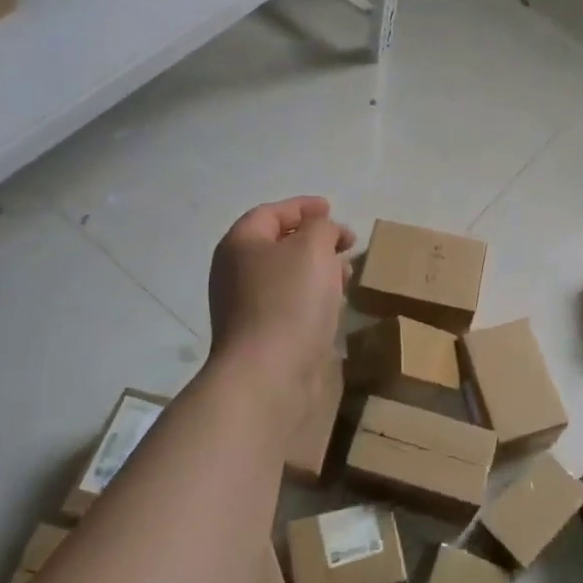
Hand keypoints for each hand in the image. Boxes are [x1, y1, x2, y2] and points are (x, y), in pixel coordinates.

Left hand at [207, 197, 352, 425]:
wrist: (268, 375)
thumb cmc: (289, 301)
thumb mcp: (313, 247)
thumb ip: (321, 227)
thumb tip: (322, 230)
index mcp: (241, 244)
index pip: (271, 213)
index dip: (302, 207)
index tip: (332, 209)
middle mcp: (235, 272)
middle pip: (278, 245)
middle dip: (315, 240)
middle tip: (345, 244)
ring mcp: (245, 308)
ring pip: (287, 277)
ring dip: (318, 270)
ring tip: (347, 276)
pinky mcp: (260, 337)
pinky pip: (290, 305)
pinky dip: (313, 298)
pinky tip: (334, 306)